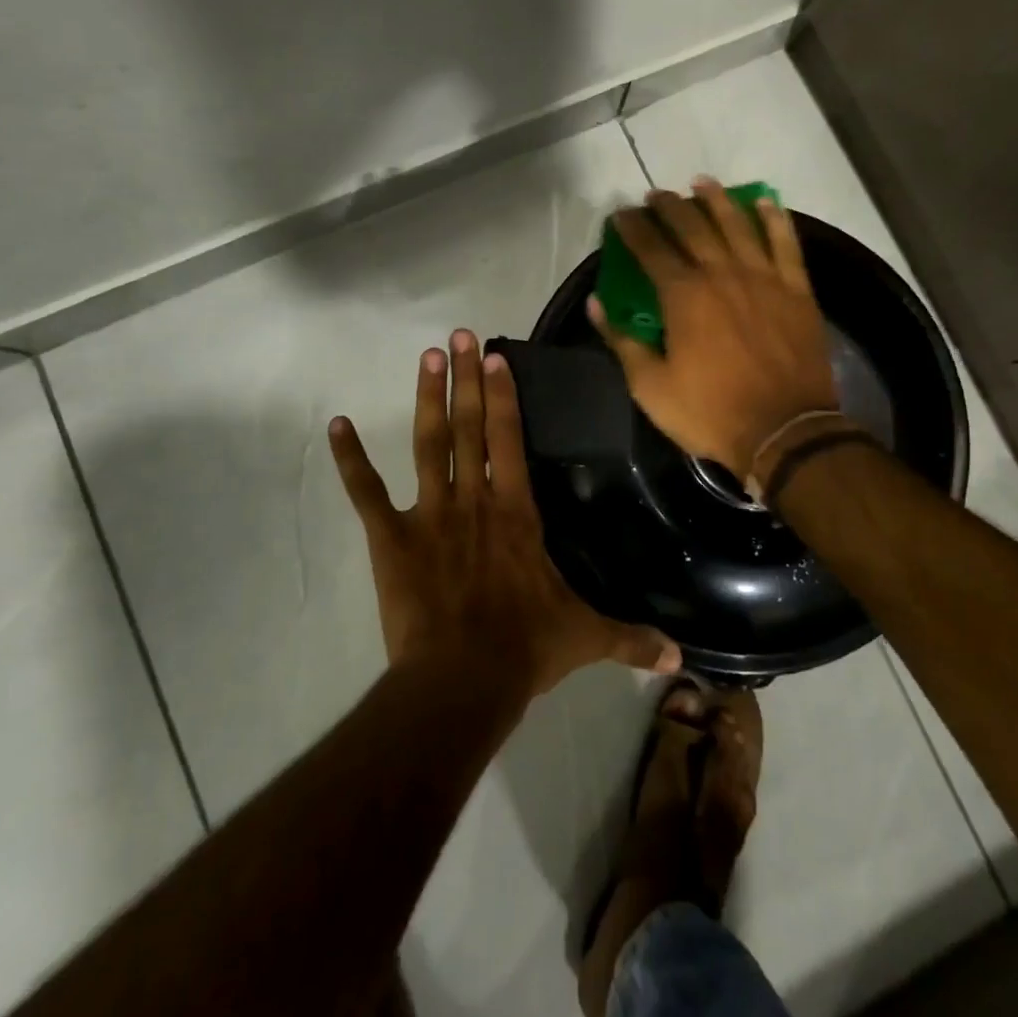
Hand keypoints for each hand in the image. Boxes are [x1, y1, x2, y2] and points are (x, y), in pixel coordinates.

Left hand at [328, 329, 680, 700]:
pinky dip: (350, 460)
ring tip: (426, 357)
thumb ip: (631, 638)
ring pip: (427, 444)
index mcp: (516, 511)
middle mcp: (473, 499)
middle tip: (459, 335)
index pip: (509, 438)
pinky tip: (336, 426)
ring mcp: (430, 514)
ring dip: (427, 399)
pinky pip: (366, 493)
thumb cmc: (524, 648)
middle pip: (469, 426)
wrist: (461, 681)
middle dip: (466, 378)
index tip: (494, 356)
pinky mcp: (391, 539)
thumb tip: (681, 659)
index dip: (503, 395)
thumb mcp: (586, 637)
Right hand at [590, 178, 840, 479]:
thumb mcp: (651, 386)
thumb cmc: (711, 412)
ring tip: (701, 183)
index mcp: (684, 295)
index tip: (621, 214)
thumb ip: (622, 341)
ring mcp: (764, 277)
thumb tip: (596, 304)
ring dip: (717, 199)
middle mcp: (722, 273)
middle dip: (670, 207)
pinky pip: (786, 243)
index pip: (651, 248)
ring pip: (737, 224)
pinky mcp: (796, 289)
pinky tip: (765, 202)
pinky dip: (775, 219)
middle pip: (692, 227)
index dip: (634, 228)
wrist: (786, 432)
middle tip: (656, 195)